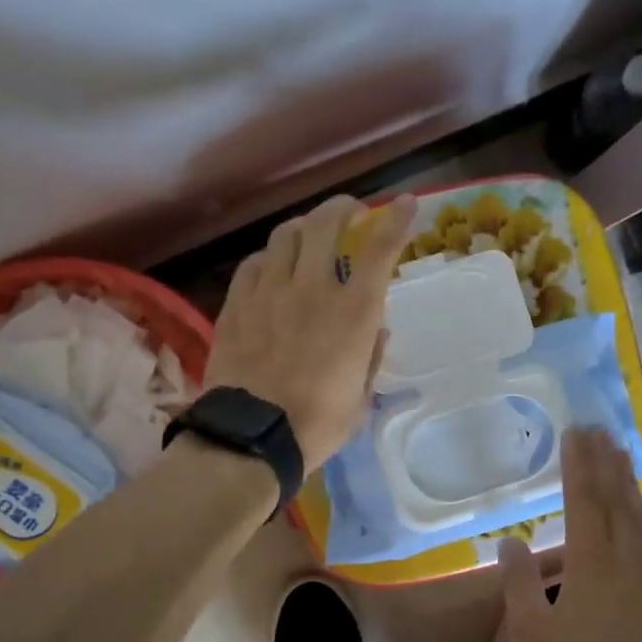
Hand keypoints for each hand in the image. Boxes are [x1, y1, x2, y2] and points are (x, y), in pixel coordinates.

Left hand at [204, 193, 416, 471]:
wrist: (251, 437)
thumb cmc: (317, 424)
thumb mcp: (359, 397)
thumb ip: (370, 357)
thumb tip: (377, 330)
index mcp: (352, 313)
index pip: (379, 250)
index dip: (395, 221)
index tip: (405, 204)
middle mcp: (311, 289)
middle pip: (325, 224)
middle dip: (342, 208)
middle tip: (350, 212)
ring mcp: (269, 292)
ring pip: (285, 235)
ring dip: (304, 227)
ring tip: (309, 235)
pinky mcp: (236, 304)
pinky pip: (253, 263)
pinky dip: (269, 258)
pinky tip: (272, 268)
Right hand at [499, 428, 641, 641]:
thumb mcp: (532, 632)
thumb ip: (518, 583)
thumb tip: (511, 541)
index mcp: (592, 561)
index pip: (583, 500)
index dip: (578, 464)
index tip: (575, 433)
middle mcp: (626, 556)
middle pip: (616, 498)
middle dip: (605, 462)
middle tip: (599, 430)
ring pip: (639, 516)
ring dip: (626, 483)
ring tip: (620, 456)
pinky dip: (641, 515)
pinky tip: (639, 516)